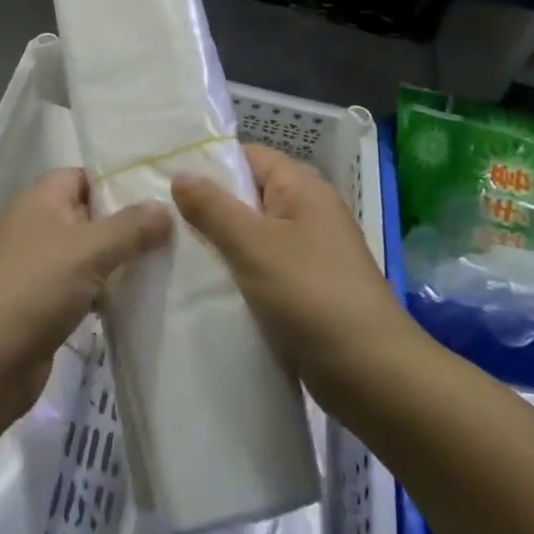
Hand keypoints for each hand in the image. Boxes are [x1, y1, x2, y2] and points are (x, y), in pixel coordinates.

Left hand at [0, 169, 170, 430]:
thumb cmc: (32, 289)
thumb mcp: (87, 250)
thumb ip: (130, 227)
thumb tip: (166, 207)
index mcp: (40, 199)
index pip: (85, 176)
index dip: (121, 182)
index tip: (164, 194)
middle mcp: (37, 226)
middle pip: (90, 216)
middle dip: (129, 225)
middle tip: (178, 232)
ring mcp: (37, 268)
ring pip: (89, 256)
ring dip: (120, 263)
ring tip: (170, 265)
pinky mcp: (42, 306)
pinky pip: (82, 289)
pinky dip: (106, 294)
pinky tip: (141, 302)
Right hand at [173, 145, 415, 392]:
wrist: (374, 377)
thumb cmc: (312, 297)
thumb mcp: (254, 246)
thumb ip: (213, 208)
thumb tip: (180, 174)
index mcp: (303, 189)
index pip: (249, 156)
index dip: (209, 163)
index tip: (164, 180)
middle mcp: (308, 213)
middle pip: (248, 195)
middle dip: (207, 207)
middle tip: (160, 219)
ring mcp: (309, 253)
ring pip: (252, 235)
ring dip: (219, 244)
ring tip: (172, 252)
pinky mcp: (306, 290)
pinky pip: (261, 268)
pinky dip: (236, 274)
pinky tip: (202, 287)